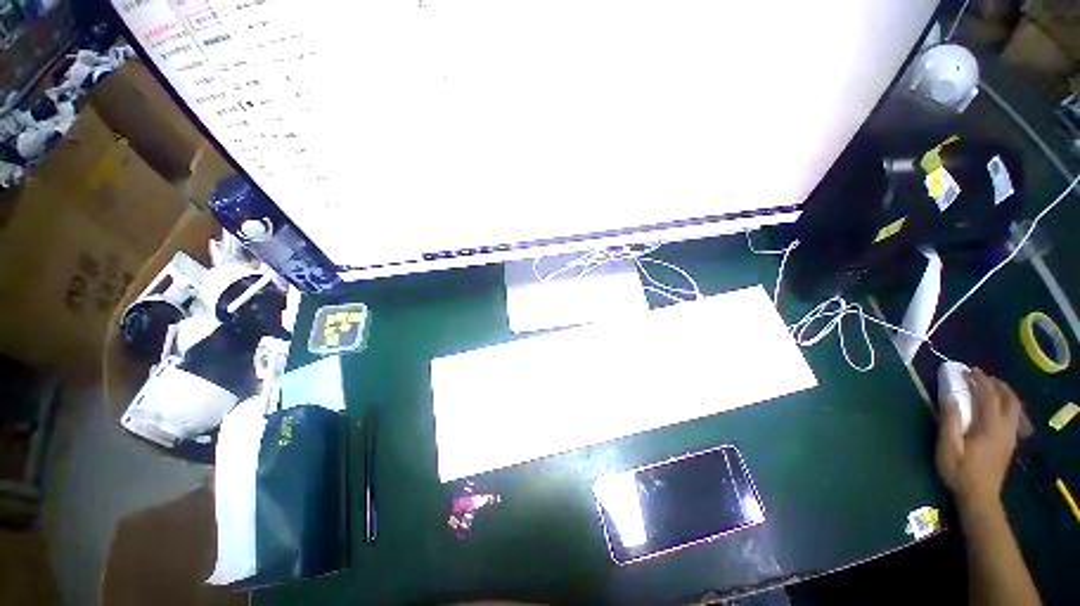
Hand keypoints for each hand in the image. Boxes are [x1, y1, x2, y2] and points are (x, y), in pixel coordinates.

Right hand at [936, 368, 1020, 510]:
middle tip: (981, 376)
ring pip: (1015, 408)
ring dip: (1003, 393)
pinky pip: (1013, 417)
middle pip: (1009, 400)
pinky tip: (995, 408)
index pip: (989, 396)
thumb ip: (950, 422)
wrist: (979, 498)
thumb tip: (950, 397)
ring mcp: (1010, 437)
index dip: (980, 381)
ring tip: (989, 388)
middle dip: (997, 384)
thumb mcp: (948, 448)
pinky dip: (1006, 405)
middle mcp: (1005, 428)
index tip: (968, 370)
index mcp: (990, 427)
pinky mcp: (1009, 443)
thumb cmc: (959, 472)